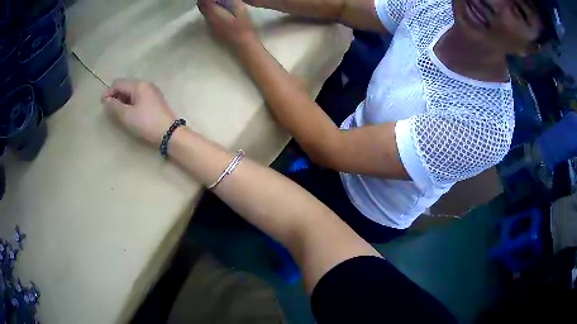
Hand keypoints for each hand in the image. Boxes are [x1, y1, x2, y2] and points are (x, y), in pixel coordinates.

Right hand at [101, 79, 175, 145]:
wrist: (169, 132)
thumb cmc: (146, 122)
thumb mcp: (127, 115)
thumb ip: (115, 106)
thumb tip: (106, 100)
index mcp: (139, 85)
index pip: (118, 83)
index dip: (108, 92)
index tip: (102, 104)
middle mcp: (146, 84)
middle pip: (125, 85)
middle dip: (115, 95)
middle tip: (109, 109)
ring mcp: (152, 91)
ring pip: (132, 91)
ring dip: (123, 99)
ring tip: (118, 111)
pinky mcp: (155, 99)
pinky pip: (139, 96)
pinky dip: (131, 101)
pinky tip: (129, 111)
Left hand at [198, 0, 257, 48]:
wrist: (243, 45)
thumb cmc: (243, 28)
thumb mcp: (241, 10)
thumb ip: (233, 1)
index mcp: (214, 13)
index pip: (205, 1)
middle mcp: (209, 19)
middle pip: (201, 5)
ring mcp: (210, 25)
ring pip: (203, 11)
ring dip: (208, 4)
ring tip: (219, 1)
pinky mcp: (213, 28)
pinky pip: (207, 16)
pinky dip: (210, 9)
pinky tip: (220, 8)